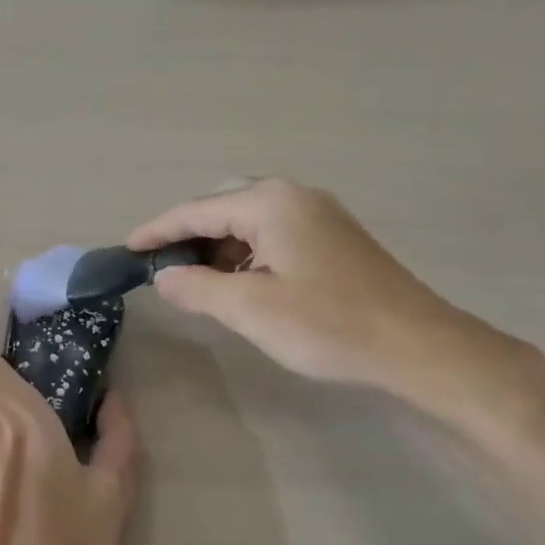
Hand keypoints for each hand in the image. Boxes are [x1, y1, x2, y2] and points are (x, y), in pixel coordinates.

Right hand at [129, 178, 539, 421]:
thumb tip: (163, 277)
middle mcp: (295, 197)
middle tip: (162, 269)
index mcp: (271, 203)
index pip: (197, 210)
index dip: (158, 231)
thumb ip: (197, 288)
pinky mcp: (335, 241)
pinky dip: (246, 256)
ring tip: (195, 282)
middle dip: (188, 237)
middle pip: (223, 208)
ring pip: (250, 224)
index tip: (126, 249)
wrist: (418, 347)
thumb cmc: (328, 324)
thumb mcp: (250, 309)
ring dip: (218, 249)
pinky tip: (241, 286)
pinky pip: (273, 237)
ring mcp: (319, 217)